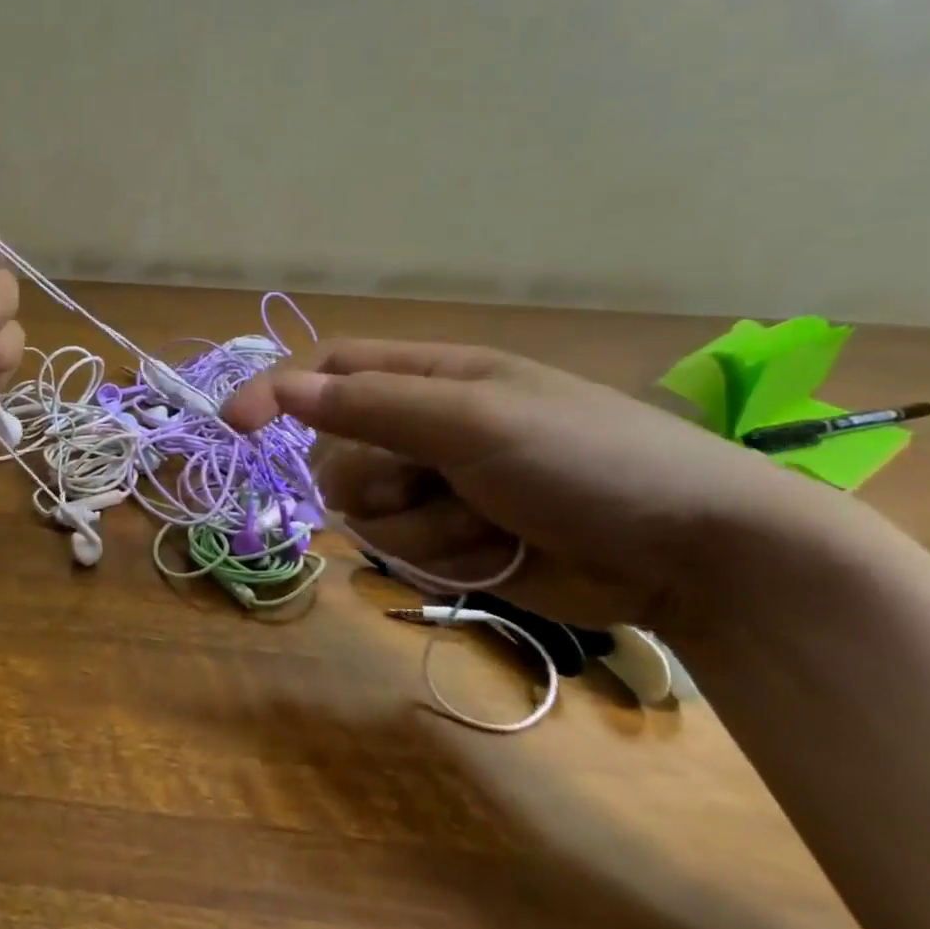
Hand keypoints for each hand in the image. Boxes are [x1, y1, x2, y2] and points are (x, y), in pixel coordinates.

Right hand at [224, 340, 841, 629]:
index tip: (236, 427)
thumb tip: (284, 389)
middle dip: (376, 478)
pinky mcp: (453, 540)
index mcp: (431, 377)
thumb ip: (372, 406)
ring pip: (366, 511)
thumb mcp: (473, 420)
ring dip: (420, 524)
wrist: (693, 554)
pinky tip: (501, 552)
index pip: (329, 372)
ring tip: (490, 522)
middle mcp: (424, 428)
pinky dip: (445, 556)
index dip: (278, 392)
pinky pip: (404, 550)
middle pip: (336, 451)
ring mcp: (437, 487)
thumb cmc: (587, 460)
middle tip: (433, 481)